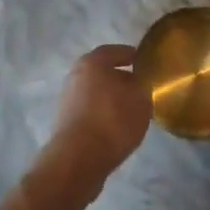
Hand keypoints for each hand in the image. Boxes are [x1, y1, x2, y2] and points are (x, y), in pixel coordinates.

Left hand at [40, 44, 152, 199]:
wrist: (78, 158)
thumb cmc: (112, 120)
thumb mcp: (140, 98)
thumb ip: (141, 85)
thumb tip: (136, 81)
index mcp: (92, 62)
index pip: (114, 51)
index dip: (130, 55)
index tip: (143, 61)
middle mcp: (75, 75)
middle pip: (102, 72)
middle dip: (121, 78)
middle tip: (140, 87)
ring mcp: (68, 99)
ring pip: (96, 92)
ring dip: (112, 98)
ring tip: (132, 111)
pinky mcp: (66, 121)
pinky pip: (90, 111)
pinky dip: (103, 114)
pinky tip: (117, 127)